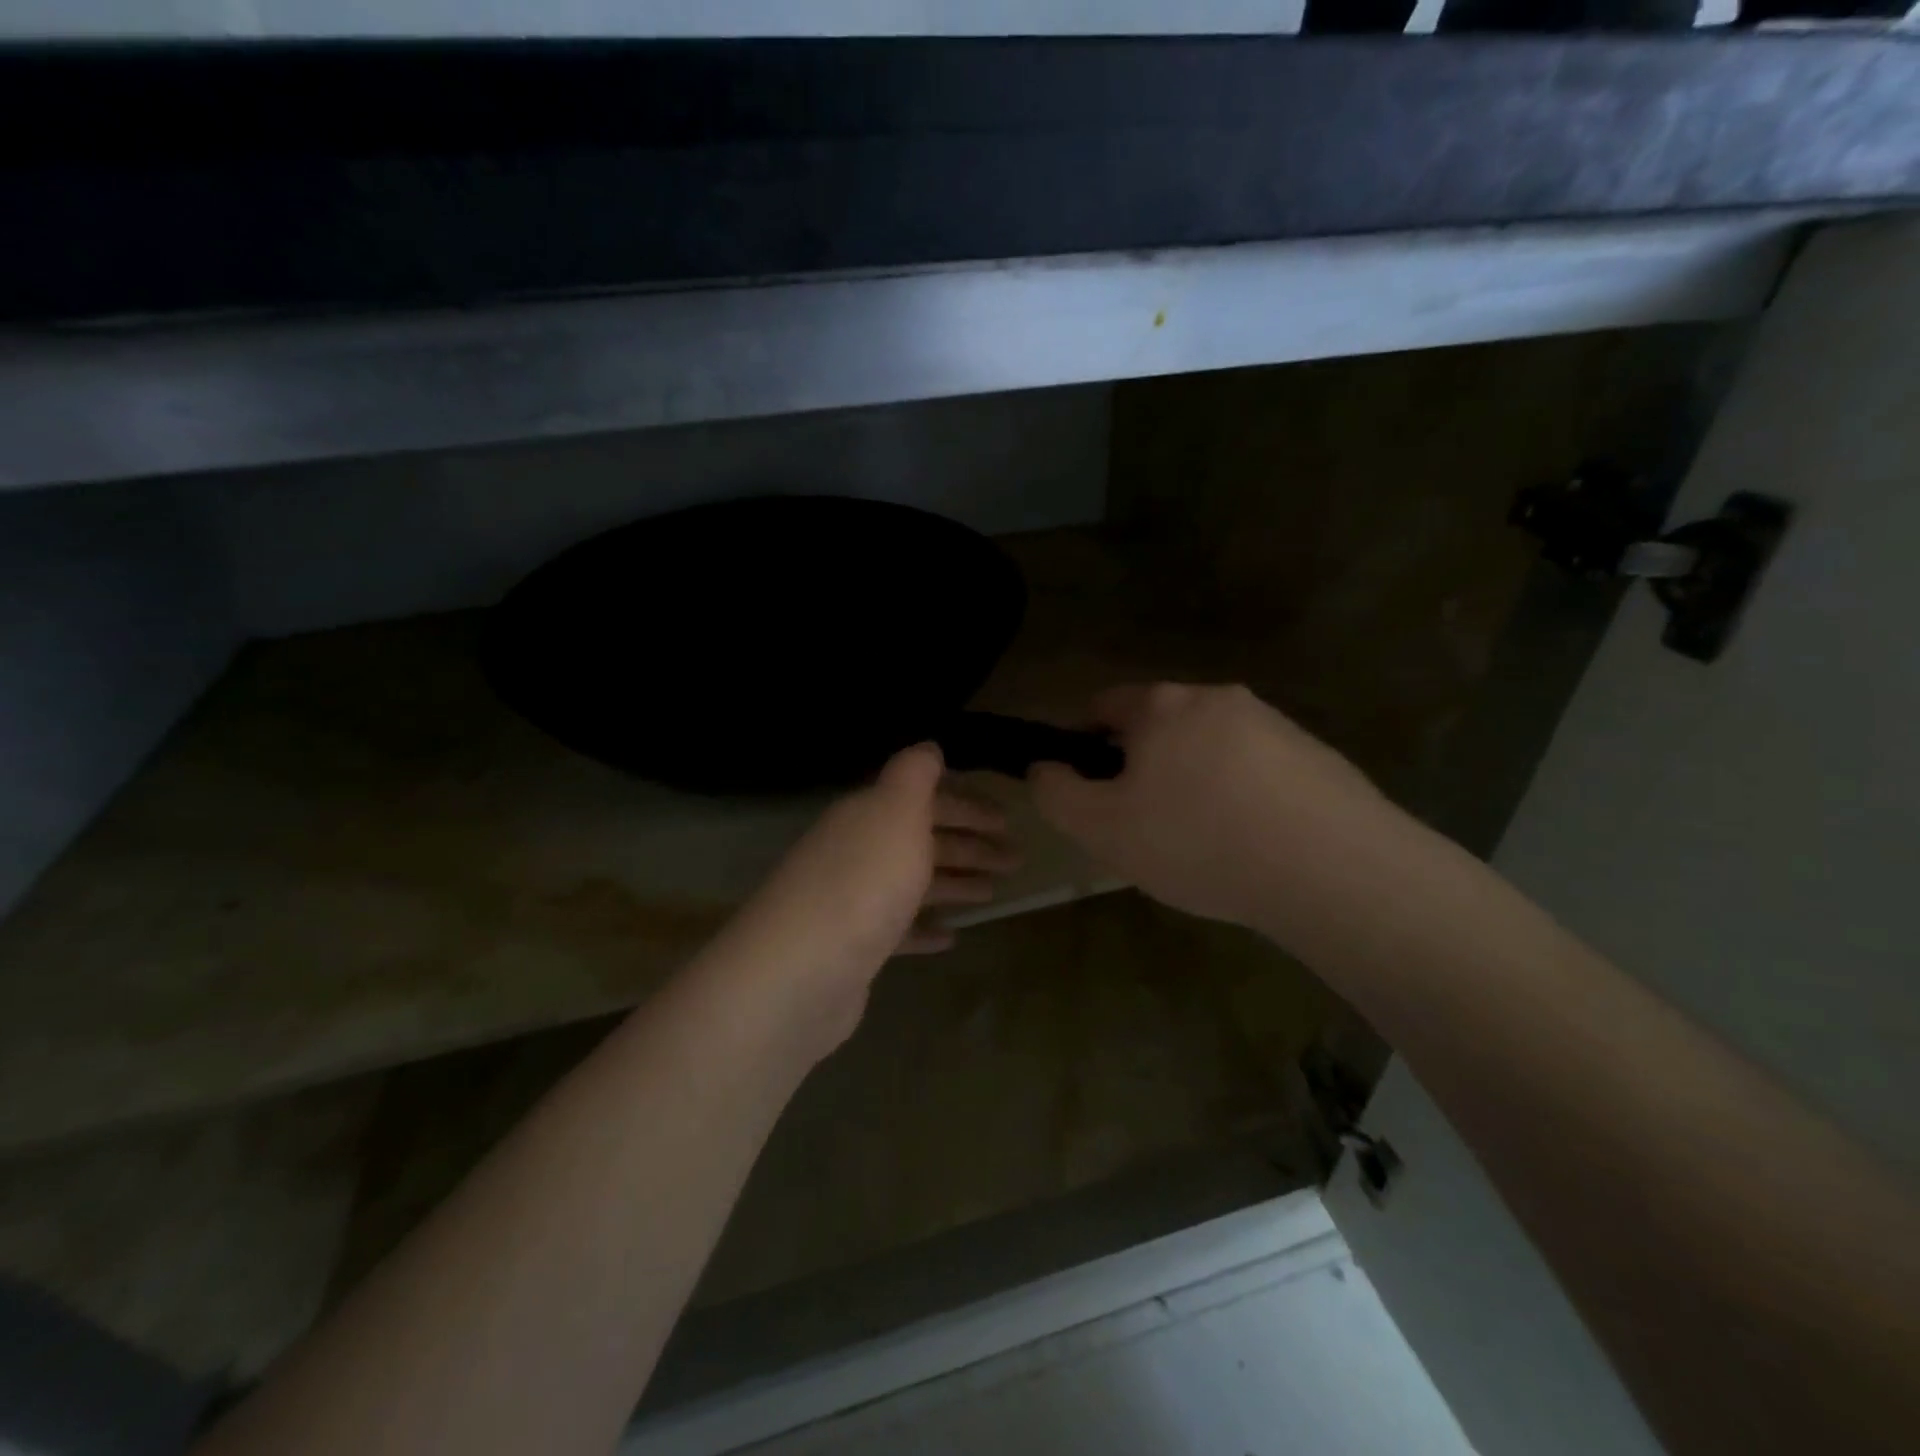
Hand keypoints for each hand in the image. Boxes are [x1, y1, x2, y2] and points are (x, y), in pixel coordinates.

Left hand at [718, 744, 1016, 1051]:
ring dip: (954, 883)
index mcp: (868, 815)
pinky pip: (899, 929)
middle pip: (923, 841)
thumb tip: (928, 746)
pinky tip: (952, 936)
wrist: (801, 972)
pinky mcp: (854, 947)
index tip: (1008, 820)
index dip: (968, 806)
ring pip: (914, 883)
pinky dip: (925, 928)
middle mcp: (858, 851)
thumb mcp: (895, 811)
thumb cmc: (863, 882)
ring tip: (994, 893)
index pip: (925, 800)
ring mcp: (853, 901)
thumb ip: (914, 774)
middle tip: (1016, 859)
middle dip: (971, 846)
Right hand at [1030, 684, 1402, 937]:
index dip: (1084, 745)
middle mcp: (1217, 698)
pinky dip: (1241, 796)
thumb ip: (1056, 793)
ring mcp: (1273, 722)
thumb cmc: (1198, 841)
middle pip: (1159, 725)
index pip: (1103, 706)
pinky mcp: (1315, 754)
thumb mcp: (1101, 828)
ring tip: (1202, 841)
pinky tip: (1251, 843)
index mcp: (1162, 706)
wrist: (1332, 868)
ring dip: (1194, 780)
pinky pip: (1256, 769)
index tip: (1091, 791)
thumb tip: (1045, 768)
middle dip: (1142, 766)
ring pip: (1209, 747)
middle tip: (1144, 825)